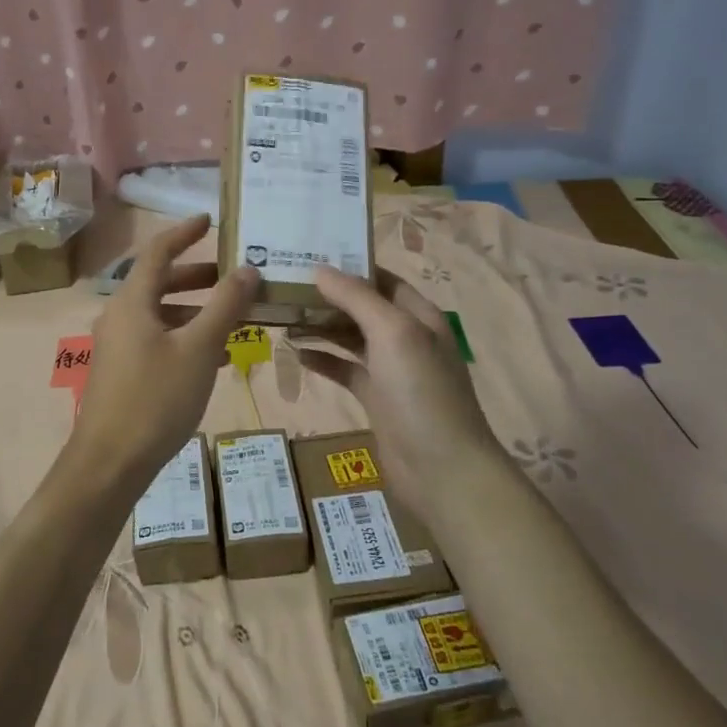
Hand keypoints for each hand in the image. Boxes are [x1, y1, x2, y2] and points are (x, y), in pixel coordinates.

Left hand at [69, 216, 259, 493]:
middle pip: (160, 282)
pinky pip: (158, 340)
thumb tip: (248, 268)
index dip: (184, 232)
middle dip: (198, 277)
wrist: (109, 464)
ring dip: (197, 312)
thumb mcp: (199, 349)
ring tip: (236, 319)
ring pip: (161, 314)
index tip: (210, 220)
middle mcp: (120, 316)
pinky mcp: (122, 372)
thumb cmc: (155, 399)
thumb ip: (225, 306)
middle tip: (233, 275)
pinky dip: (186, 338)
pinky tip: (218, 358)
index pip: (158, 251)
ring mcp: (118, 345)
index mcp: (132, 301)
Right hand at [300, 267, 503, 522]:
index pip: (381, 279)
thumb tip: (320, 269)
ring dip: (321, 327)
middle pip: (362, 306)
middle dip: (328, 296)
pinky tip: (297, 354)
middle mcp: (406, 336)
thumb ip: (356, 298)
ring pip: (351, 337)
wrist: (442, 470)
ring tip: (284, 317)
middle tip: (286, 286)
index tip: (309, 256)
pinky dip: (324, 360)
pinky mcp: (377, 398)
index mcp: (418, 314)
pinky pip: (346, 370)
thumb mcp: (392, 333)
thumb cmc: (421, 391)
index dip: (349, 266)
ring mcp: (392, 370)